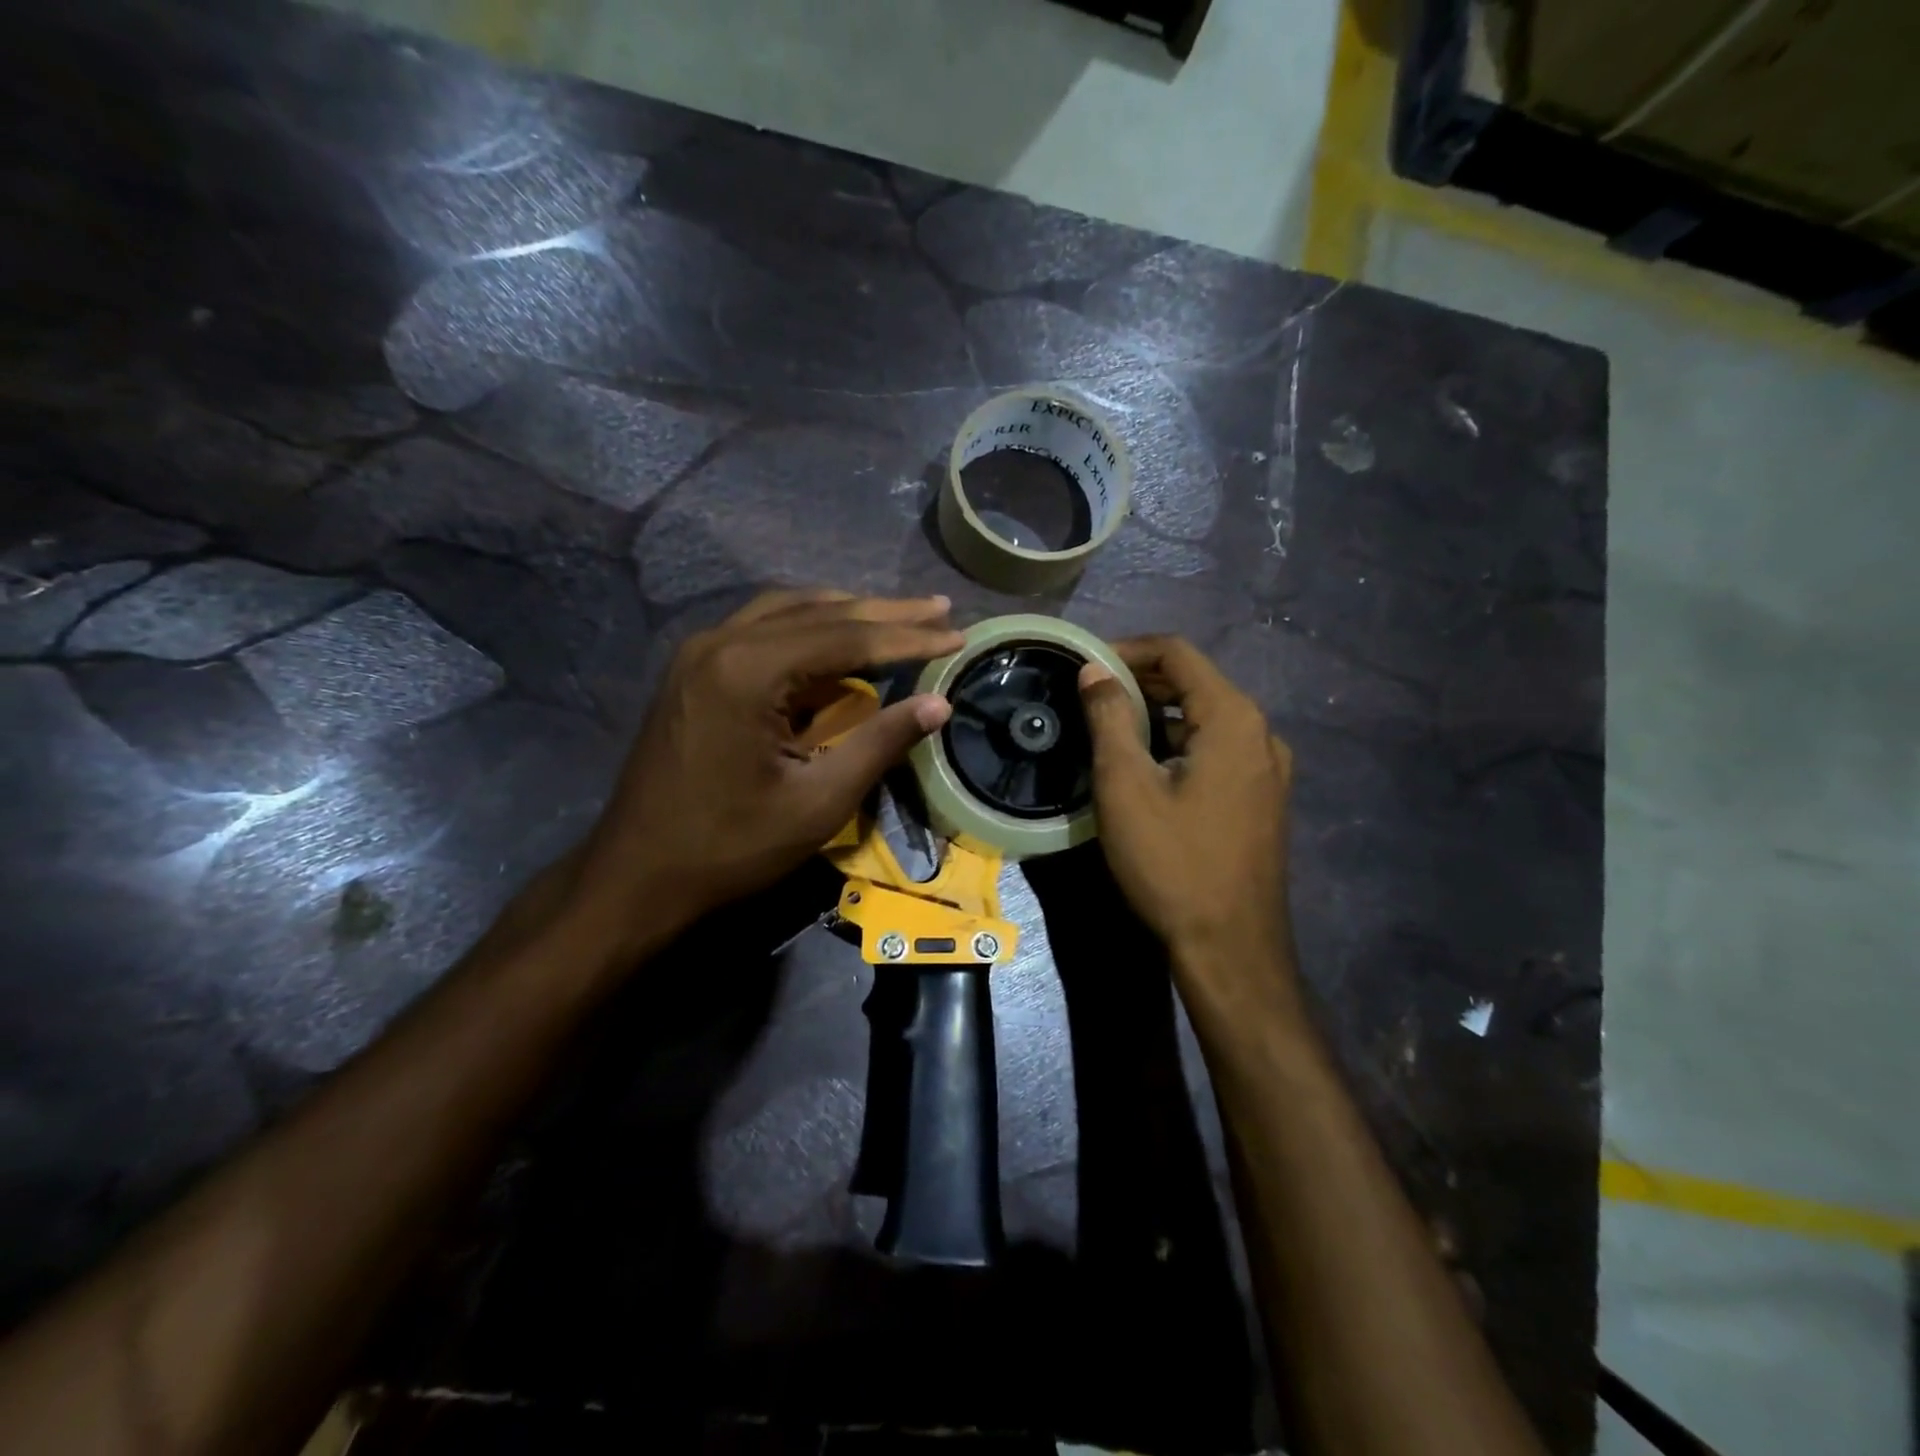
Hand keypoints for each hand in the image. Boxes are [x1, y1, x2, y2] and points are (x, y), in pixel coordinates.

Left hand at [578, 590, 960, 947]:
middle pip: (818, 612)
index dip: (907, 637)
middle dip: (884, 613)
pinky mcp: (693, 670)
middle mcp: (720, 642)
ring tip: (899, 616)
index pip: (846, 638)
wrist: (638, 874)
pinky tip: (837, 638)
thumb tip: (940, 703)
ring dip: (846, 613)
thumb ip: (880, 743)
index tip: (957, 633)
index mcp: (748, 670)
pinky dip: (809, 627)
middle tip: (939, 608)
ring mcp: (700, 652)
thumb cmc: (731, 846)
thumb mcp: (818, 801)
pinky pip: (762, 629)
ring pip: (788, 611)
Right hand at [1078, 636, 1296, 1009]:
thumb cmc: (1173, 863)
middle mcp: (1261, 733)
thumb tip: (1094, 670)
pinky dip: (1179, 741)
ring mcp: (1268, 769)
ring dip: (1158, 713)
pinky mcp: (1262, 798)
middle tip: (1088, 697)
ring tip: (1109, 729)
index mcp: (1233, 718)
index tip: (1085, 666)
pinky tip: (1148, 766)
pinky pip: (1218, 749)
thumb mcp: (1126, 786)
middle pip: (1196, 682)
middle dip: (1140, 680)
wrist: (1231, 948)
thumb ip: (1109, 718)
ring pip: (1206, 717)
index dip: (1127, 650)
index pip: (1178, 653)